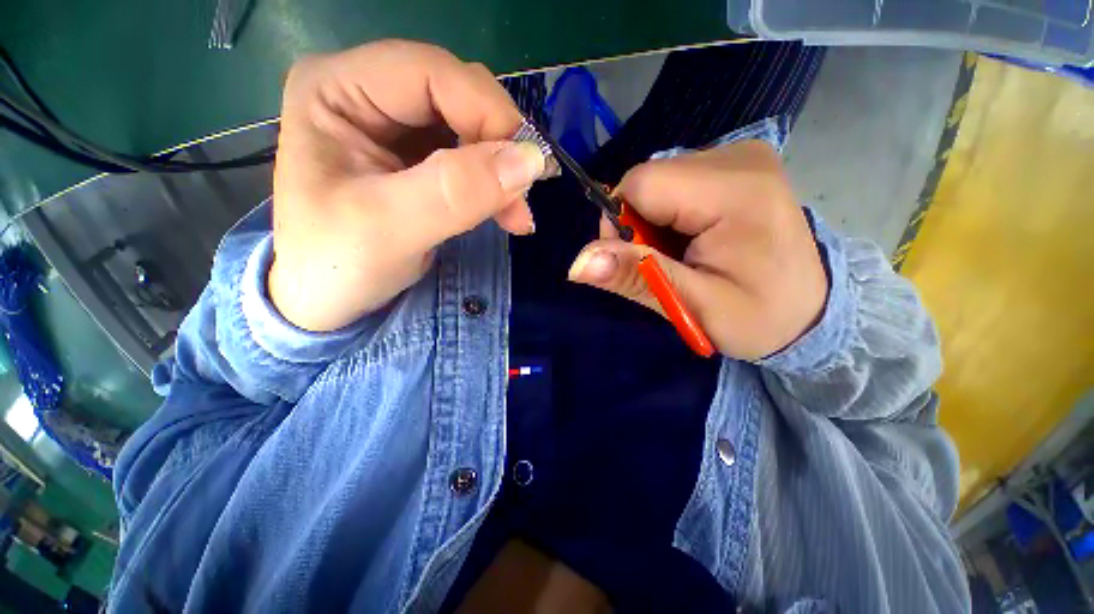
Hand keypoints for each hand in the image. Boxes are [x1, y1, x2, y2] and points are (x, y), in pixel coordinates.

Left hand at [269, 40, 545, 330]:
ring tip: (516, 215)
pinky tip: (505, 211)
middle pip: (458, 96)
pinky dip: (495, 184)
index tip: (526, 170)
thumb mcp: (390, 229)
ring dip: (503, 170)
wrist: (326, 299)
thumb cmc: (336, 266)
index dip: (489, 114)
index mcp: (337, 89)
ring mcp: (393, 125)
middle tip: (521, 201)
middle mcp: (365, 91)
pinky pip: (471, 156)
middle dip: (500, 149)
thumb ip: (457, 191)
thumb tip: (530, 159)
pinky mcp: (416, 157)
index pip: (433, 73)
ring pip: (472, 127)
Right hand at [567, 140, 827, 359]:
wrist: (811, 310)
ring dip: (654, 223)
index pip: (640, 184)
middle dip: (638, 226)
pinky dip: (669, 216)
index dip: (620, 223)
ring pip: (657, 183)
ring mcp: (740, 156)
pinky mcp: (736, 166)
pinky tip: (692, 240)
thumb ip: (636, 277)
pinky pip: (675, 184)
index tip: (635, 261)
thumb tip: (577, 264)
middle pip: (647, 181)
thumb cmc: (760, 317)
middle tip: (665, 263)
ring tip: (683, 255)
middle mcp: (738, 157)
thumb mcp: (694, 307)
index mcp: (734, 191)